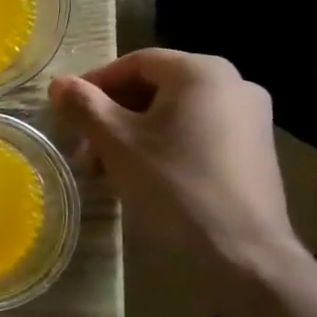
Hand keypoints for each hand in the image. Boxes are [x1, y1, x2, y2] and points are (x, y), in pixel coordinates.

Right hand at [48, 49, 299, 271]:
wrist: (243, 254)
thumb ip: (84, 106)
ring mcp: (251, 119)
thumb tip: (59, 84)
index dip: (95, 84)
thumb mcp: (116, 142)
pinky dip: (166, 145)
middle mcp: (234, 83)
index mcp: (202, 72)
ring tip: (108, 167)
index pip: (135, 62)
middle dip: (113, 114)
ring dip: (135, 133)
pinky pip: (199, 133)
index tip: (68, 112)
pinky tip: (144, 176)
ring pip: (176, 113)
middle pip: (156, 87)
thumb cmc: (174, 185)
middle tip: (85, 146)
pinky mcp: (256, 151)